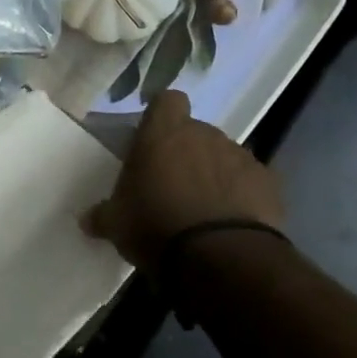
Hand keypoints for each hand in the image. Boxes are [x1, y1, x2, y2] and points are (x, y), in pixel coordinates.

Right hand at [81, 89, 283, 267]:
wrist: (220, 256)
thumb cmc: (155, 226)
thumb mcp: (117, 224)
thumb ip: (103, 215)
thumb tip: (87, 220)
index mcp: (163, 134)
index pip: (167, 101)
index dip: (161, 116)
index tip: (153, 140)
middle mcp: (204, 134)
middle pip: (195, 132)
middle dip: (186, 153)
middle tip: (172, 187)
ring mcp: (241, 156)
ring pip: (223, 156)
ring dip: (214, 175)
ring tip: (203, 211)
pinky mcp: (269, 182)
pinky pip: (250, 182)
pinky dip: (241, 196)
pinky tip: (231, 224)